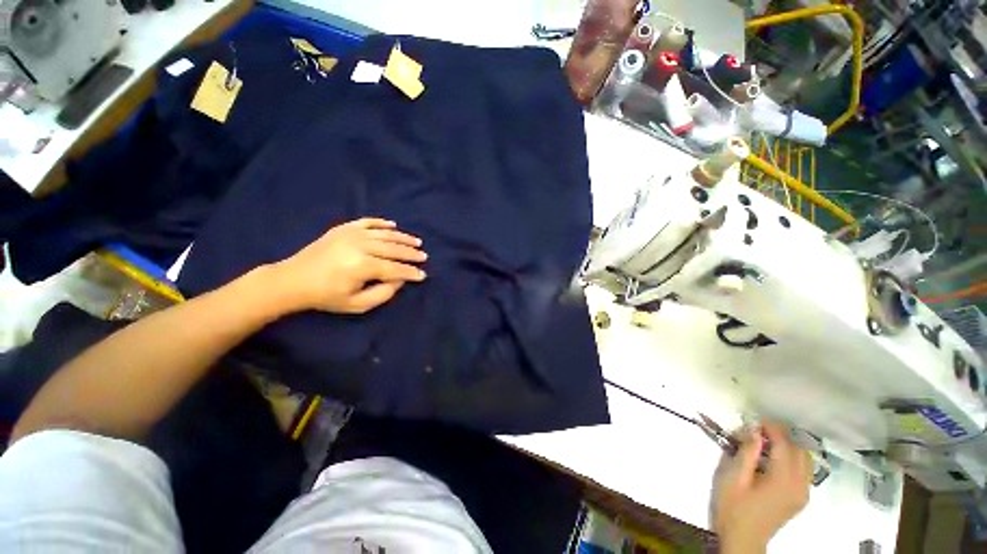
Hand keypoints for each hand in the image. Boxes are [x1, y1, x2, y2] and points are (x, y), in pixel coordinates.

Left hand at [272, 218, 426, 313]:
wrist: (293, 280)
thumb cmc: (326, 296)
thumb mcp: (357, 305)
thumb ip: (383, 293)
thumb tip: (399, 279)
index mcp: (362, 266)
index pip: (395, 268)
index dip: (410, 272)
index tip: (422, 275)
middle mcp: (360, 246)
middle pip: (393, 248)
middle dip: (411, 253)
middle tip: (424, 256)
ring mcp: (351, 234)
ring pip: (384, 234)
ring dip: (403, 237)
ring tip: (417, 241)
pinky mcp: (343, 228)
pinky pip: (367, 222)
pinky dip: (382, 223)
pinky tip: (393, 225)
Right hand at [713, 422, 811, 553]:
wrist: (743, 539)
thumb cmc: (734, 507)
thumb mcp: (733, 477)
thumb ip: (746, 452)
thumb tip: (753, 429)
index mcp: (782, 480)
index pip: (785, 445)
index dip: (772, 428)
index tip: (756, 419)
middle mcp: (799, 485)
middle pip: (799, 450)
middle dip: (782, 435)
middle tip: (758, 429)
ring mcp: (802, 494)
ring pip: (805, 460)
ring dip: (789, 446)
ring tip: (766, 442)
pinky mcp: (800, 498)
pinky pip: (804, 471)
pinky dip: (792, 458)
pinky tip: (774, 459)